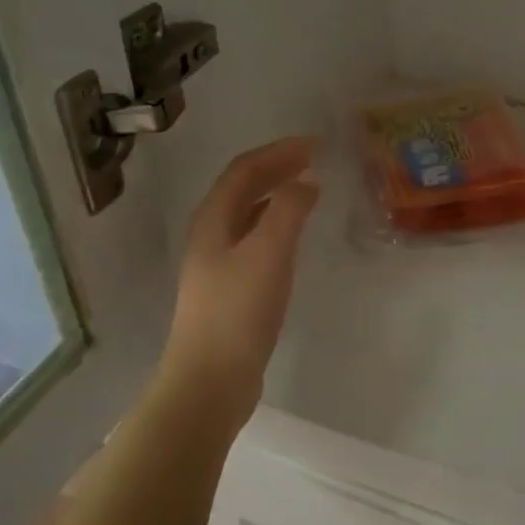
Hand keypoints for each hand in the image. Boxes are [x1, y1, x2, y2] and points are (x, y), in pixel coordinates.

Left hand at [159, 138, 319, 426]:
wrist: (210, 380)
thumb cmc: (238, 311)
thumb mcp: (269, 253)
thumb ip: (289, 211)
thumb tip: (306, 181)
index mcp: (213, 220)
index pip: (245, 170)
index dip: (278, 152)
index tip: (314, 144)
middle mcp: (210, 236)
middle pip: (242, 189)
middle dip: (276, 169)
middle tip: (313, 160)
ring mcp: (216, 265)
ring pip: (248, 215)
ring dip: (276, 195)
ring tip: (307, 190)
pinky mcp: (229, 290)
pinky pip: (254, 241)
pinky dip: (276, 225)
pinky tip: (292, 239)